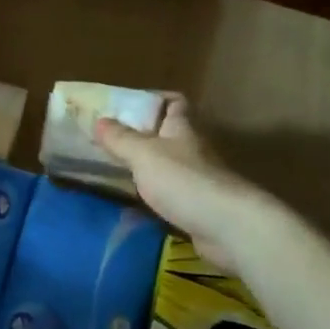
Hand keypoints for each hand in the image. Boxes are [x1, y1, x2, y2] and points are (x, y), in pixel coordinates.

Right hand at [95, 95, 259, 272]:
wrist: (229, 228)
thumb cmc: (184, 181)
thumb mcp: (144, 154)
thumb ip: (121, 139)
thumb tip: (100, 120)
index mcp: (182, 129)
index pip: (174, 103)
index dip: (154, 100)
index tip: (126, 107)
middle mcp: (192, 150)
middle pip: (168, 135)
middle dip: (141, 137)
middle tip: (108, 142)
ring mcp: (198, 180)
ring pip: (168, 166)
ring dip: (146, 169)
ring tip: (113, 172)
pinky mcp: (198, 208)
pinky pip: (171, 195)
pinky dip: (153, 197)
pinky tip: (133, 204)